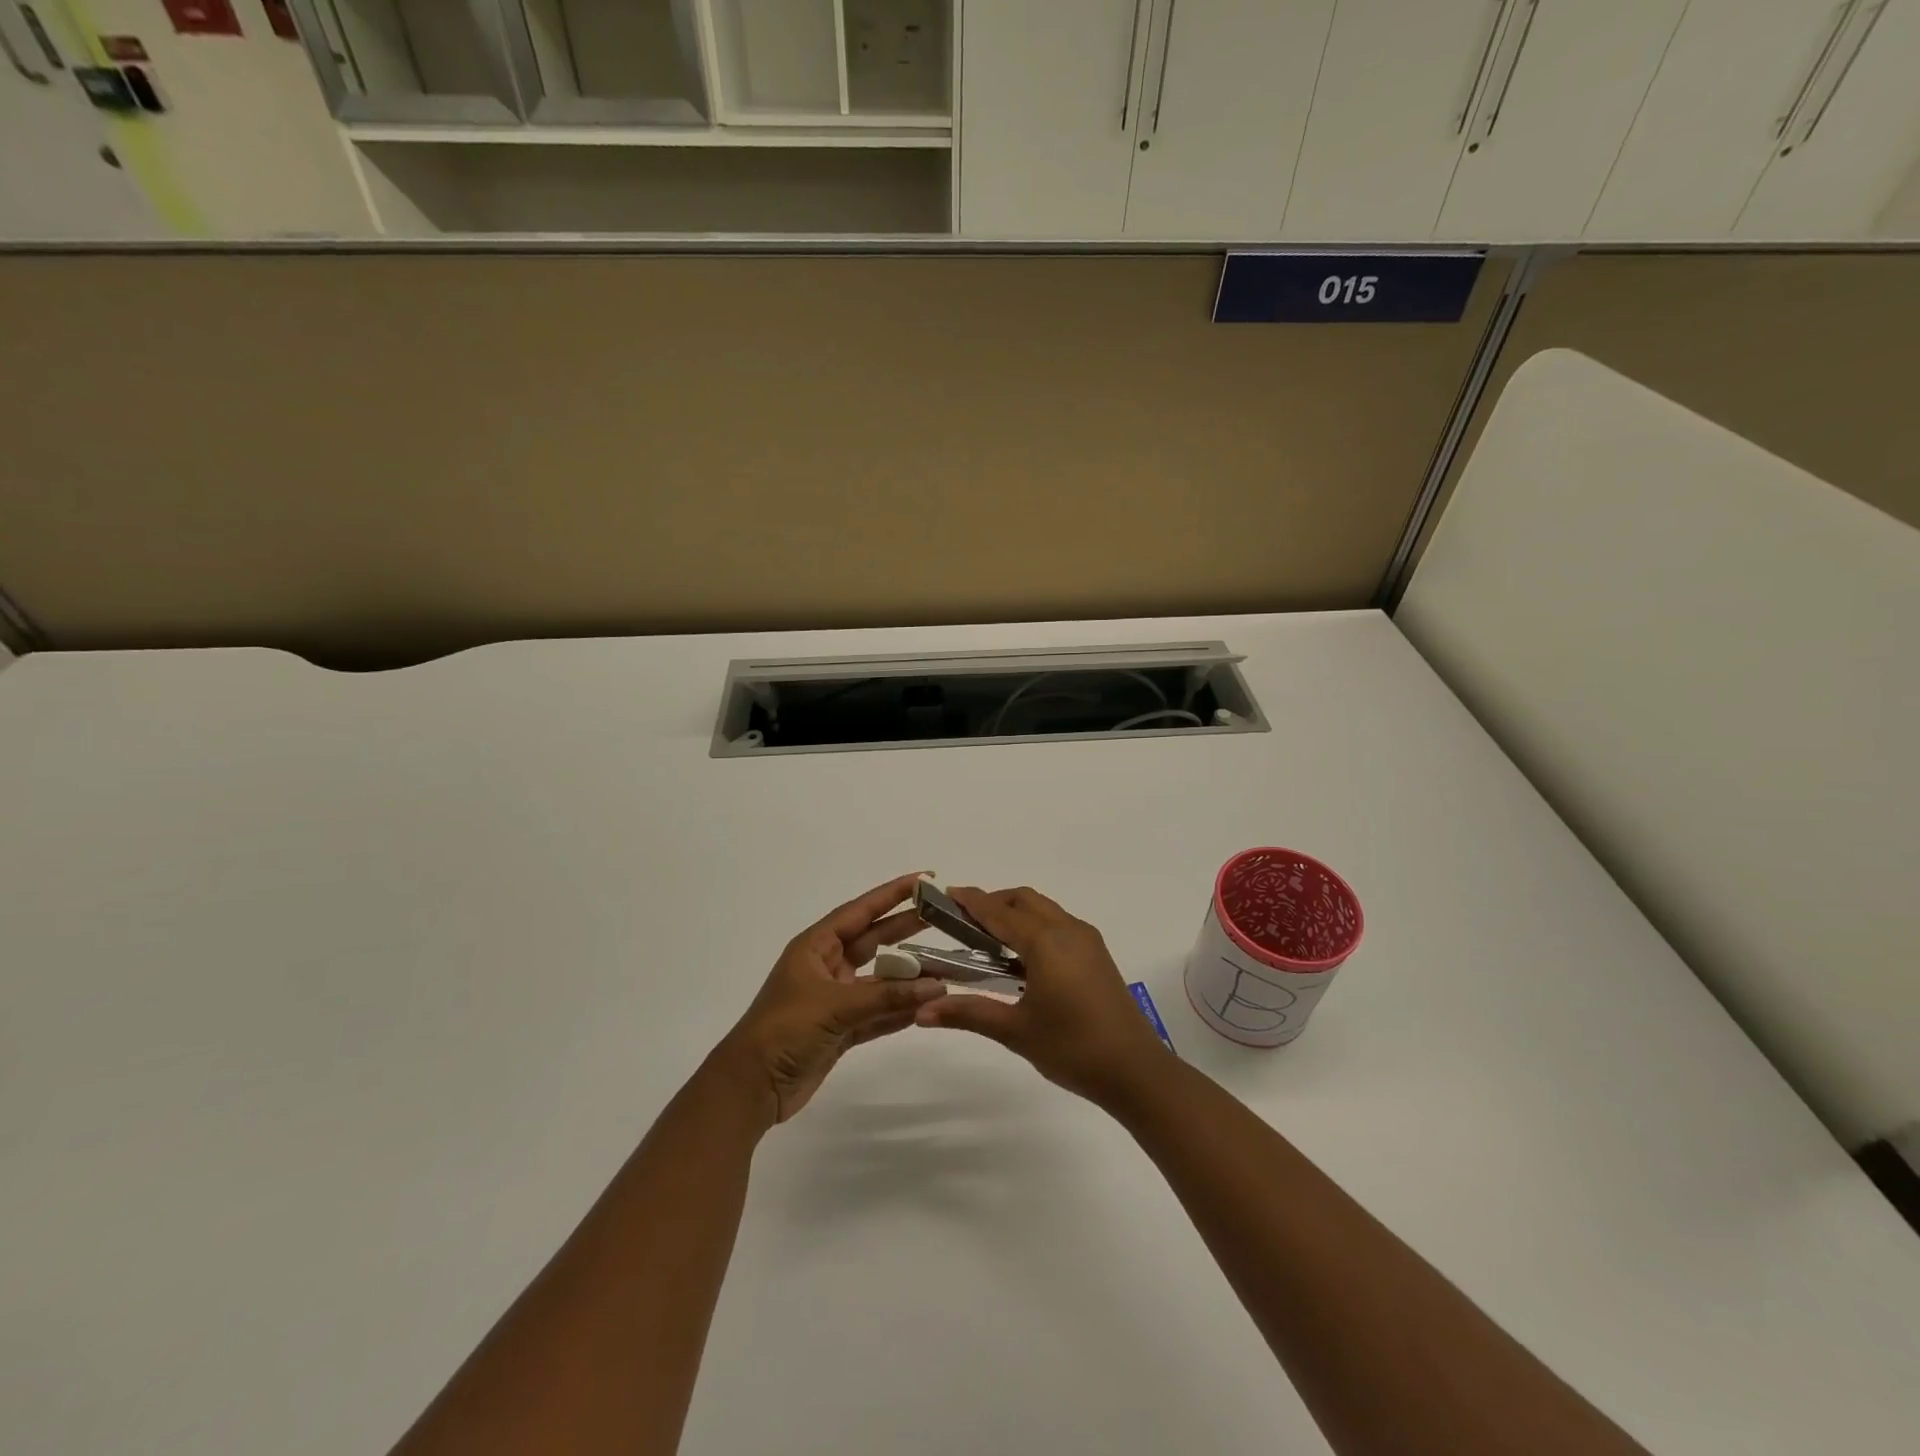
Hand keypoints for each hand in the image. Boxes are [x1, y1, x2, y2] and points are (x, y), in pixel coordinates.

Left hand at [715, 873, 946, 1125]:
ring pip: (880, 981)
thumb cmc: (785, 1030)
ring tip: (945, 968)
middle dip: (906, 929)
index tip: (924, 880)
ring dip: (909, 977)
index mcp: (816, 947)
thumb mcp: (836, 1006)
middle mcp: (827, 966)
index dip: (892, 894)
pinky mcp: (840, 1029)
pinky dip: (900, 1011)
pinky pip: (877, 1013)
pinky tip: (927, 1006)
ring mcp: (835, 999)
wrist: (750, 1088)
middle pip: (874, 940)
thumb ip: (888, 996)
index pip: (861, 911)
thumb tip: (937, 985)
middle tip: (945, 917)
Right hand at [914, 886, 1169, 1104]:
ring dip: (1015, 913)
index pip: (999, 912)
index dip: (971, 901)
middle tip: (963, 922)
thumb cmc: (1072, 1048)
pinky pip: (1058, 924)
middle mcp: (1067, 929)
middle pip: (1023, 900)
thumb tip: (921, 1012)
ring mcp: (1086, 940)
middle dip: (993, 903)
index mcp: (1045, 941)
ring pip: (1044, 909)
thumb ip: (968, 1013)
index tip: (945, 895)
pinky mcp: (1097, 954)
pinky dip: (1034, 926)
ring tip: (987, 939)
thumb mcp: (1015, 1031)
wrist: (1135, 1070)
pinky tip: (1021, 958)